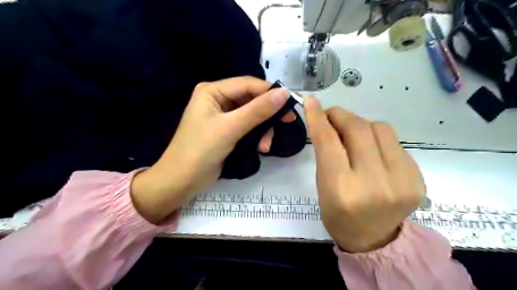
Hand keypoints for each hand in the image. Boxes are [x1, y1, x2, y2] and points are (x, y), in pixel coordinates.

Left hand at [131, 76, 294, 222]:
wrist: (181, 181)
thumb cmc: (201, 150)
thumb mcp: (231, 128)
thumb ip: (258, 110)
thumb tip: (284, 93)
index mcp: (213, 91)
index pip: (248, 84)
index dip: (270, 92)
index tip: (291, 103)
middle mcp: (218, 99)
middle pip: (251, 100)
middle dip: (267, 115)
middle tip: (287, 123)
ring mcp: (222, 116)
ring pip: (252, 115)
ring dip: (262, 130)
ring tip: (265, 147)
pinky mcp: (227, 131)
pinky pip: (248, 127)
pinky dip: (256, 137)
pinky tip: (260, 148)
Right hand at [304, 96, 423, 250]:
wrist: (373, 239)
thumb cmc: (338, 214)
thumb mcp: (323, 185)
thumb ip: (326, 152)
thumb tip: (326, 121)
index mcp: (342, 190)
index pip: (329, 142)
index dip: (318, 117)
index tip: (311, 101)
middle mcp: (373, 184)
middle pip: (358, 129)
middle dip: (341, 115)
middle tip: (331, 115)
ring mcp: (401, 181)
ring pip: (380, 129)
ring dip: (361, 125)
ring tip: (352, 134)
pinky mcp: (417, 178)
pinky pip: (394, 142)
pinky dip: (378, 139)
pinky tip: (371, 150)